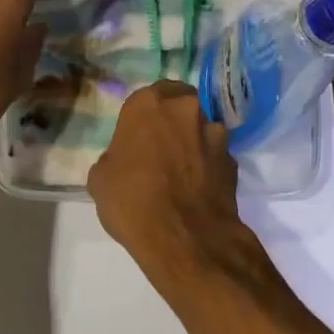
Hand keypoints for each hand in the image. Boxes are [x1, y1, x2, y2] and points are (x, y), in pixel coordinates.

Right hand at [88, 82, 244, 278]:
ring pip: (202, 129)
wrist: (185, 238)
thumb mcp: (100, 178)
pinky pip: (215, 156)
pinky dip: (208, 166)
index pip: (148, 95)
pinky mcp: (233, 161)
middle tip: (161, 147)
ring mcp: (214, 133)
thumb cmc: (132, 201)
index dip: (144, 116)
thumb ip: (115, 156)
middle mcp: (185, 109)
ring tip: (182, 172)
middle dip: (173, 121)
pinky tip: (197, 188)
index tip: (138, 135)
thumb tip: (125, 161)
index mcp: (148, 104)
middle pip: (180, 105)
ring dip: (193, 142)